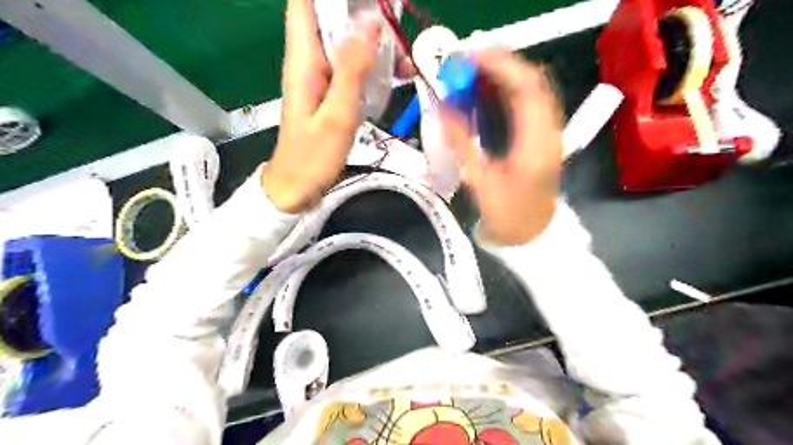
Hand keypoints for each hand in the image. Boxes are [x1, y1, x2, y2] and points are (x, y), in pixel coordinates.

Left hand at [260, 0, 380, 214]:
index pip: (306, 3)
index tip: (369, 0)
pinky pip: (353, 66)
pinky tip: (397, 77)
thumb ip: (352, 69)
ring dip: (376, 44)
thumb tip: (369, 21)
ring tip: (405, 62)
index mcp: (304, 59)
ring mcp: (321, 76)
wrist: (297, 187)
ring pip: (347, 42)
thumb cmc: (313, 156)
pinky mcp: (331, 91)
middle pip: (332, 18)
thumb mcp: (337, 114)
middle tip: (398, 30)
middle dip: (365, 15)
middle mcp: (310, 60)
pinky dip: (374, 66)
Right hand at [439, 50, 562, 248]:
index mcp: (536, 143)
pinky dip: (509, 89)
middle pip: (531, 80)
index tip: (466, 59)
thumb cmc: (508, 215)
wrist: (533, 235)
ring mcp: (550, 132)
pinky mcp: (544, 135)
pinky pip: (529, 102)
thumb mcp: (480, 182)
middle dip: (498, 64)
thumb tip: (443, 111)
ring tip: (472, 72)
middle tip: (465, 63)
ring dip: (503, 75)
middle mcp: (550, 131)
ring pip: (532, 88)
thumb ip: (462, 144)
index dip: (496, 66)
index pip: (524, 88)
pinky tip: (488, 91)